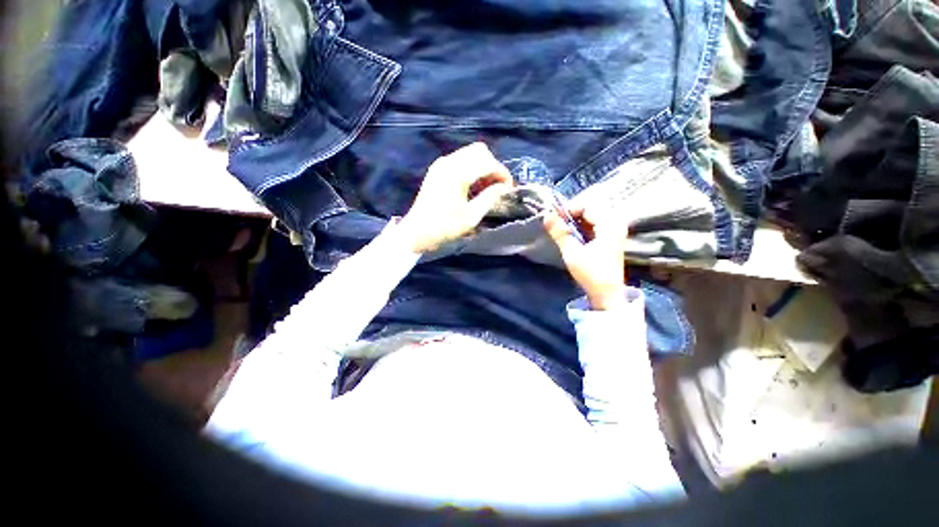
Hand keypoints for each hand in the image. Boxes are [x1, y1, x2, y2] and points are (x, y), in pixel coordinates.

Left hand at [399, 143, 513, 252]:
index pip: (487, 162)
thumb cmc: (445, 226)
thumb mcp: (471, 216)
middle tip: (497, 187)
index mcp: (457, 173)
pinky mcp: (437, 170)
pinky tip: (473, 186)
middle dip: (493, 167)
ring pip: (470, 154)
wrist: (417, 232)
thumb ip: (490, 198)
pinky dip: (471, 169)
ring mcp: (441, 164)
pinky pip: (460, 160)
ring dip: (482, 167)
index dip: (502, 173)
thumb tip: (504, 187)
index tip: (509, 188)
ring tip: (487, 188)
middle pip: (480, 151)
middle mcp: (449, 162)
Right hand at [544, 206, 628, 309]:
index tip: (555, 218)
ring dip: (576, 221)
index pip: (588, 205)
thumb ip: (559, 232)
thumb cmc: (590, 273)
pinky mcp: (611, 237)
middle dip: (572, 214)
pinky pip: (595, 224)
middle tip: (558, 224)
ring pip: (592, 216)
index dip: (569, 209)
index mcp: (610, 224)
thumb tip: (546, 215)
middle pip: (591, 208)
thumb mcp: (571, 252)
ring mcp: (615, 230)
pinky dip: (582, 227)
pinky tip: (574, 236)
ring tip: (564, 230)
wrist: (607, 293)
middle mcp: (616, 223)